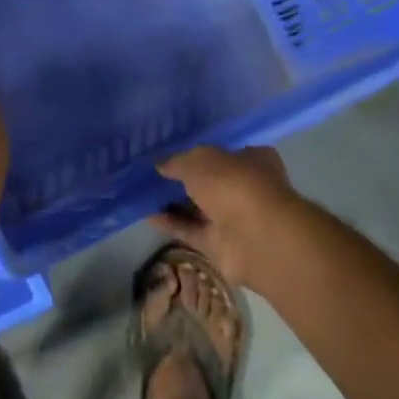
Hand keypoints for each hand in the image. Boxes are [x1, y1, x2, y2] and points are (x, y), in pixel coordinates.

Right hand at [150, 146, 303, 292]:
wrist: (256, 238)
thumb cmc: (233, 185)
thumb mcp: (199, 161)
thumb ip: (178, 161)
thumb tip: (160, 165)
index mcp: (252, 161)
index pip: (224, 154)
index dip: (198, 154)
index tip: (171, 155)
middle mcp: (244, 188)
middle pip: (208, 182)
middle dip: (182, 180)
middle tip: (150, 175)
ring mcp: (232, 218)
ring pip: (197, 208)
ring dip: (172, 202)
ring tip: (142, 194)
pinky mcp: (218, 244)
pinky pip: (189, 230)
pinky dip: (170, 224)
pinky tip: (146, 215)